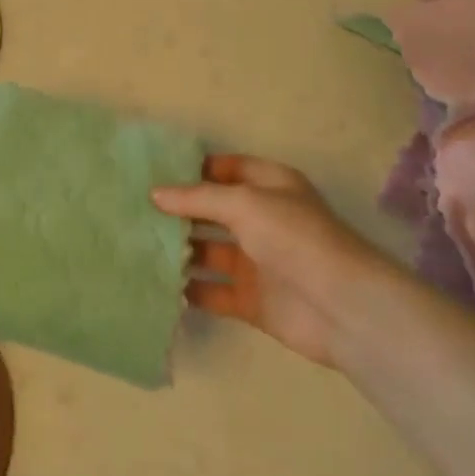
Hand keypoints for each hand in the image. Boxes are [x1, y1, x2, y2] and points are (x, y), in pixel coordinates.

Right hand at [153, 155, 389, 368]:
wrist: (342, 306)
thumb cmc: (294, 237)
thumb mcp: (244, 203)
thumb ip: (198, 198)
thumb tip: (155, 194)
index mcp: (269, 186)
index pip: (225, 169)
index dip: (192, 169)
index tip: (151, 172)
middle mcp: (262, 220)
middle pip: (212, 211)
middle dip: (177, 211)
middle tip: (132, 210)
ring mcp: (256, 261)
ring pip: (207, 252)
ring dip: (177, 251)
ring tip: (134, 247)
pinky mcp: (250, 300)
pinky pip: (212, 291)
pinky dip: (188, 290)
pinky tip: (155, 285)